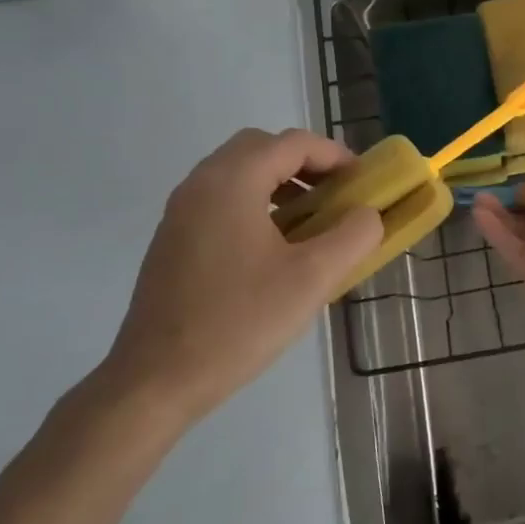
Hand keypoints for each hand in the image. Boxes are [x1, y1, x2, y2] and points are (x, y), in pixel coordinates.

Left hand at [94, 128, 381, 428]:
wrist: (156, 380)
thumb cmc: (239, 322)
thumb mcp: (313, 279)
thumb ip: (353, 236)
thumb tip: (367, 214)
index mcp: (232, 183)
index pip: (293, 143)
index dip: (335, 155)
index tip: (364, 182)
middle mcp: (200, 184)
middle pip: (261, 147)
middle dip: (305, 163)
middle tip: (337, 194)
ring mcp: (180, 212)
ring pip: (238, 172)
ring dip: (280, 182)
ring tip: (312, 220)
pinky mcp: (173, 240)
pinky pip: (221, 199)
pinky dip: (256, 202)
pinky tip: (276, 247)